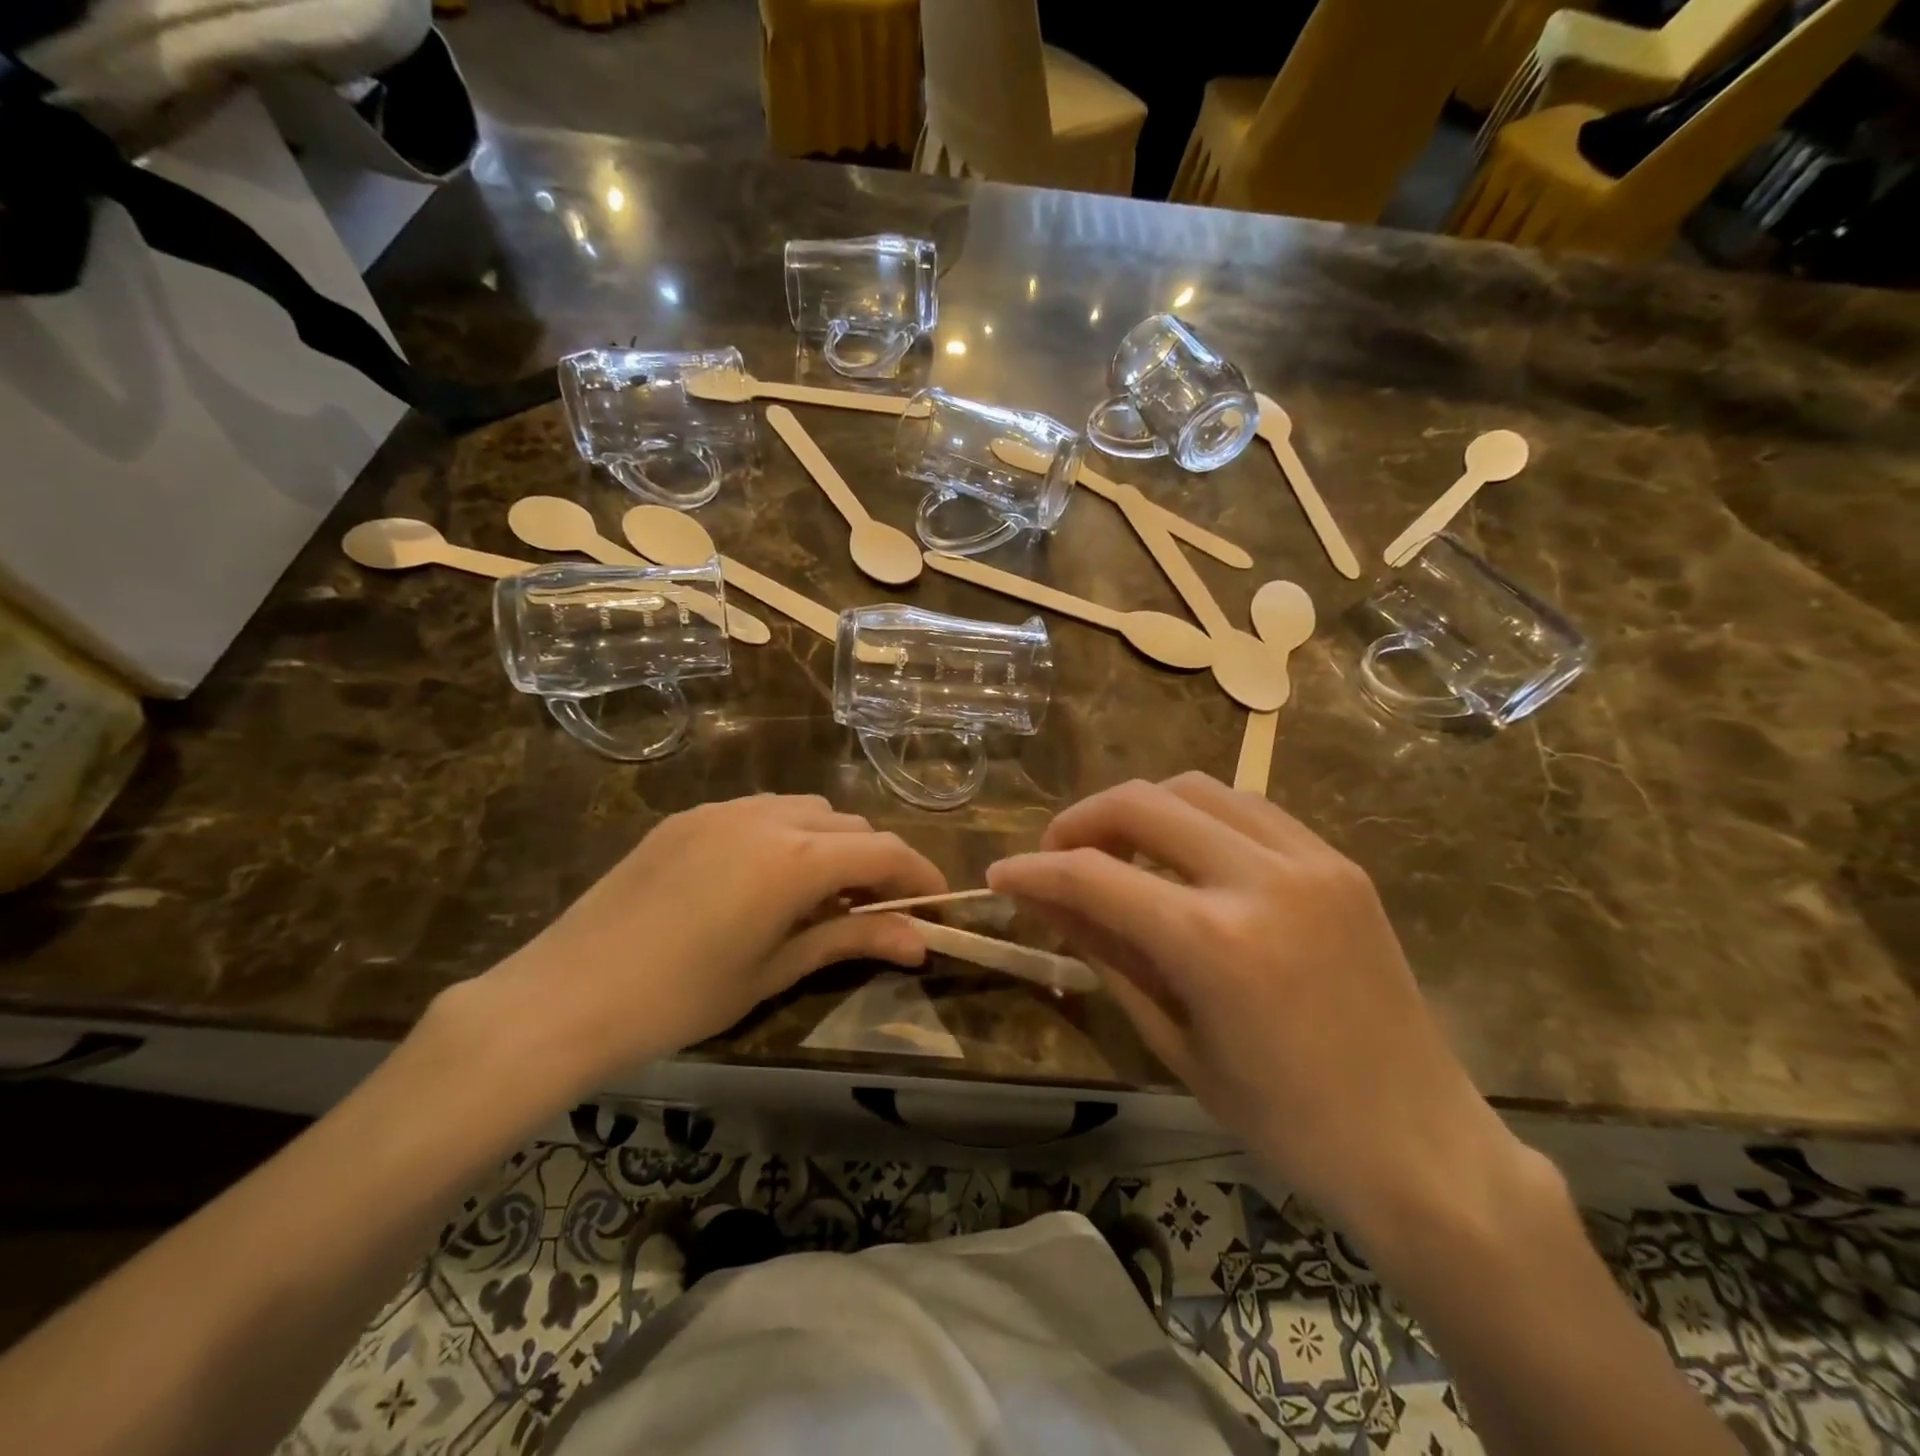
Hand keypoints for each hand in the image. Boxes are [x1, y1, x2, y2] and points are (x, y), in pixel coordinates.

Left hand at [472, 795, 945, 1086]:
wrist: (562, 997)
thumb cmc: (680, 999)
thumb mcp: (774, 971)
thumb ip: (851, 942)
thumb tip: (921, 942)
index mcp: (795, 858)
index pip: (884, 850)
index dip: (920, 875)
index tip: (938, 905)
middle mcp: (767, 816)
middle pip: (849, 824)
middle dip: (874, 862)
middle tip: (876, 912)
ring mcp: (722, 810)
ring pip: (807, 810)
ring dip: (832, 843)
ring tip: (821, 896)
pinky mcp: (688, 817)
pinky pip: (760, 812)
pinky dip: (787, 835)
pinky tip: (765, 880)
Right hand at [988, 773, 1529, 1247]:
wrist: (1418, 1143)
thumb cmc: (1282, 1118)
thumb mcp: (1173, 1040)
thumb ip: (1105, 952)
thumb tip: (1044, 899)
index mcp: (1213, 942)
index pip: (1094, 876)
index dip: (1034, 870)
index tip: (1001, 876)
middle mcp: (1260, 878)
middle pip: (1141, 802)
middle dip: (1081, 820)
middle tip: (1057, 854)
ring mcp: (1308, 860)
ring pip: (1195, 788)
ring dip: (1140, 807)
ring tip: (1119, 849)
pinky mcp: (1337, 860)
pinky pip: (1247, 808)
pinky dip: (1197, 816)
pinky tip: (1185, 854)